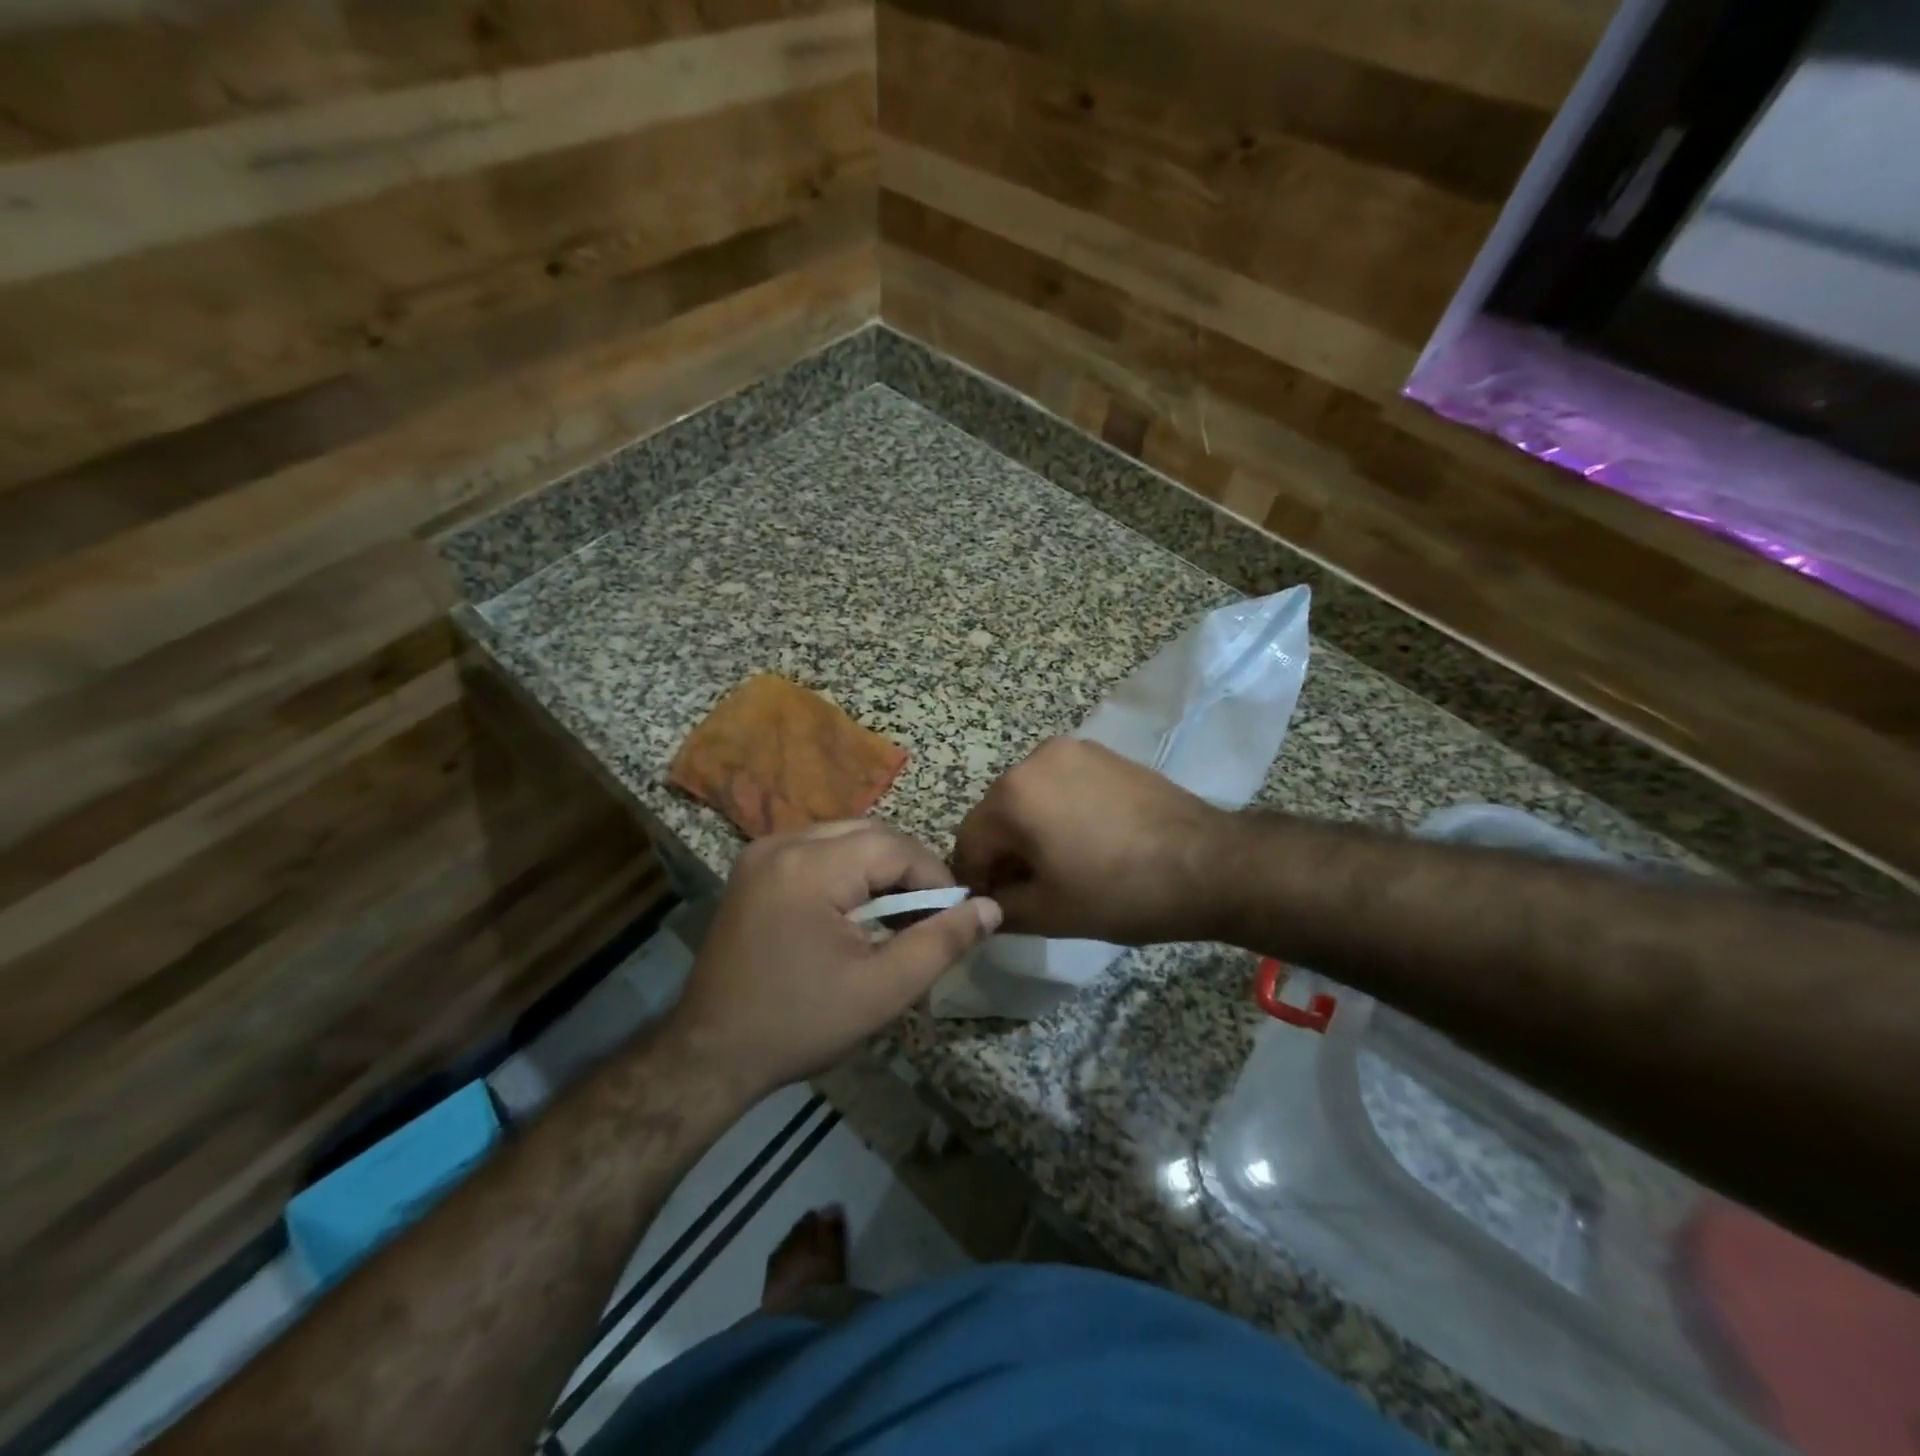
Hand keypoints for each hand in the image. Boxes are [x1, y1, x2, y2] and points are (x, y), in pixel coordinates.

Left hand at [669, 821, 1000, 1092]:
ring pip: (844, 838)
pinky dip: (846, 871)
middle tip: (926, 917)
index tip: (953, 916)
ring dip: (878, 869)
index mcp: (810, 866)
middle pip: (869, 834)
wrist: (710, 1054)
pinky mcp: (752, 868)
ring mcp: (762, 852)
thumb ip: (941, 942)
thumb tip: (990, 908)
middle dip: (907, 870)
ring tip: (895, 916)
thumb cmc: (800, 1024)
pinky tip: (853, 911)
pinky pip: (817, 850)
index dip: (934, 877)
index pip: (895, 847)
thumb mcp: (882, 989)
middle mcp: (782, 843)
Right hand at [952, 738, 1228, 943]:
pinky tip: (1087, 843)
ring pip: (1031, 798)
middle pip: (999, 814)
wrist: (1207, 864)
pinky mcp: (1104, 755)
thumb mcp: (1048, 913)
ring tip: (1062, 867)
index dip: (974, 880)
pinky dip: (1060, 812)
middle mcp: (1035, 759)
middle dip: (1004, 854)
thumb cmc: (1118, 892)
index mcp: (1012, 794)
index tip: (992, 908)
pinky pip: (1062, 785)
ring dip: (1032, 832)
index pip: (969, 841)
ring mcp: (1074, 750)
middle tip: (1027, 892)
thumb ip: (1000, 909)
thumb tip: (982, 906)